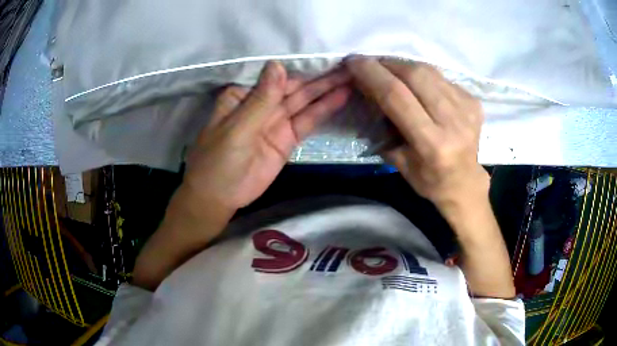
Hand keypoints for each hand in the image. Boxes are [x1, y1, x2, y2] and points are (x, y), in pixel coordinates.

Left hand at [185, 61, 350, 211]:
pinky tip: (342, 96)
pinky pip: (308, 121)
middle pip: (293, 86)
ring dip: (326, 89)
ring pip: (304, 101)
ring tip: (351, 76)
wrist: (220, 197)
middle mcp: (261, 103)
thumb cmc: (218, 160)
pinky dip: (324, 109)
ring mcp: (276, 121)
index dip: (298, 63)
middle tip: (347, 63)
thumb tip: (277, 65)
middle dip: (319, 75)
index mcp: (243, 95)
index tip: (323, 51)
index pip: (273, 74)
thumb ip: (261, 99)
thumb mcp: (237, 128)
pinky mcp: (288, 139)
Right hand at [346, 57, 488, 209]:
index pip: (397, 97)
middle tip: (371, 63)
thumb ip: (384, 127)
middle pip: (415, 75)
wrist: (465, 182)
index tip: (354, 62)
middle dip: (387, 64)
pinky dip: (423, 75)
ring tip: (390, 70)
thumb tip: (368, 91)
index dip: (372, 74)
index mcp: (432, 144)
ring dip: (404, 65)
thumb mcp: (399, 161)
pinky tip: (417, 84)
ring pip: (429, 71)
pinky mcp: (473, 101)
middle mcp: (453, 122)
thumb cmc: (429, 179)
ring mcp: (467, 108)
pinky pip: (441, 77)